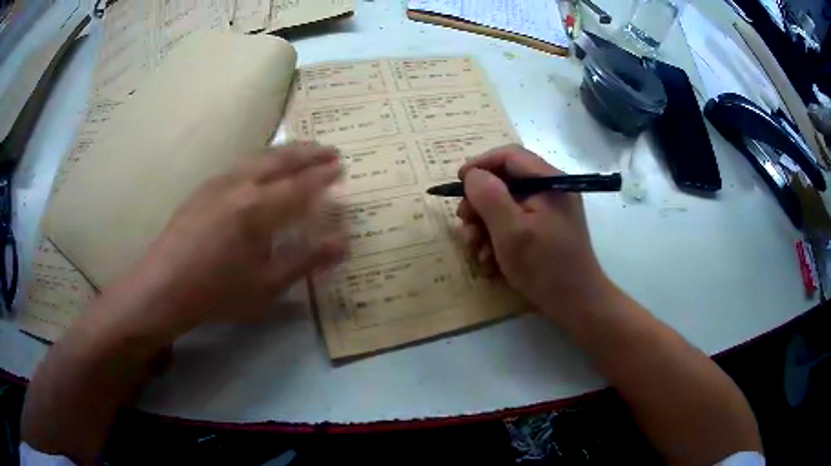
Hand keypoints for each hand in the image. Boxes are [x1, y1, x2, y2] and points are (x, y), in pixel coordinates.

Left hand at [110, 143, 346, 340]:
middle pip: (281, 159)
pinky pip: (241, 164)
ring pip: (259, 157)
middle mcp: (240, 185)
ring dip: (285, 152)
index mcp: (259, 209)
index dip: (323, 176)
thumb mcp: (267, 285)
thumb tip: (342, 242)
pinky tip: (262, 168)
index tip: (341, 167)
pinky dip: (261, 159)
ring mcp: (219, 182)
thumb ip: (305, 260)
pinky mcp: (204, 187)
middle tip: (329, 150)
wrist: (164, 286)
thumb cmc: (218, 292)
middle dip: (308, 152)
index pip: (300, 185)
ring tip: (302, 152)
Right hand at [457, 145, 609, 321]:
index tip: (458, 183)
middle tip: (466, 225)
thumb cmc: (544, 266)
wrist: (575, 304)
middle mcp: (550, 191)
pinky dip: (498, 239)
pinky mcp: (544, 231)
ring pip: (505, 206)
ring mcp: (547, 212)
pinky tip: (491, 261)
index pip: (509, 155)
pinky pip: (514, 224)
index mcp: (549, 182)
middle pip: (505, 182)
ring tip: (477, 251)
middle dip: (480, 204)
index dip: (480, 164)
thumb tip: (473, 175)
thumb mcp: (511, 230)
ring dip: (485, 227)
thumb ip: (489, 196)